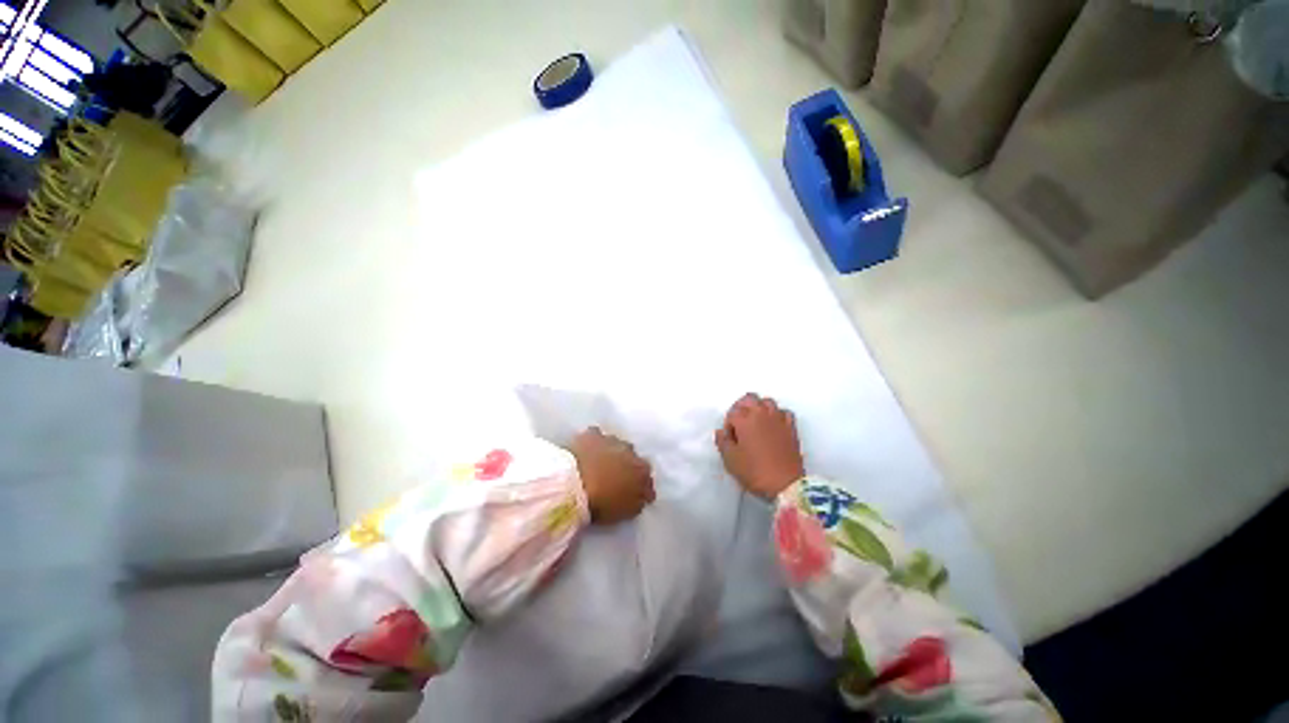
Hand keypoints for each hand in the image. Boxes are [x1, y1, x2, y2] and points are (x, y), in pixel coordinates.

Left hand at [571, 427, 655, 524]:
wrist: (574, 485)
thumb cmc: (602, 504)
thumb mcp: (627, 511)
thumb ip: (639, 500)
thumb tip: (644, 496)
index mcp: (642, 471)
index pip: (647, 477)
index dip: (639, 484)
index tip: (631, 492)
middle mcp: (631, 451)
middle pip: (632, 457)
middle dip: (625, 465)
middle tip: (613, 477)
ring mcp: (612, 440)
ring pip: (616, 445)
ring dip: (611, 453)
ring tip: (598, 464)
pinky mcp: (593, 434)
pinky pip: (596, 437)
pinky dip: (594, 443)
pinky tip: (587, 451)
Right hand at [715, 393, 804, 500]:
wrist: (786, 485)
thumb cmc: (754, 472)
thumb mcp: (730, 460)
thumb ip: (722, 442)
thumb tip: (721, 432)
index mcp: (744, 419)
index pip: (732, 414)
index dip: (728, 426)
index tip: (730, 440)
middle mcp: (761, 413)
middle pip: (749, 399)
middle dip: (741, 408)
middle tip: (739, 424)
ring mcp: (778, 419)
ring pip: (767, 402)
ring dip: (759, 408)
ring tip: (755, 422)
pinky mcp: (791, 427)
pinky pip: (784, 412)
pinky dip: (777, 415)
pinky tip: (774, 425)